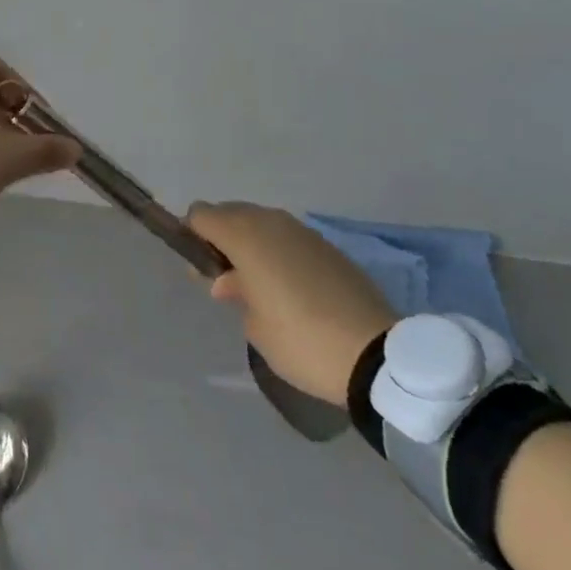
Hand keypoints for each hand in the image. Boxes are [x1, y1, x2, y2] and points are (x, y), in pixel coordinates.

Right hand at [186, 202, 395, 404]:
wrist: (377, 357)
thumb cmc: (301, 340)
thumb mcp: (255, 325)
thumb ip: (235, 291)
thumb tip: (232, 279)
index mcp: (244, 234)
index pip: (200, 214)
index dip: (193, 236)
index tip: (200, 268)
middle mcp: (270, 221)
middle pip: (229, 213)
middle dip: (221, 239)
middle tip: (227, 281)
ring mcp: (301, 230)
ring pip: (260, 223)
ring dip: (251, 244)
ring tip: (259, 285)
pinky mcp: (327, 245)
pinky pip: (288, 238)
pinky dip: (279, 253)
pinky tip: (290, 288)